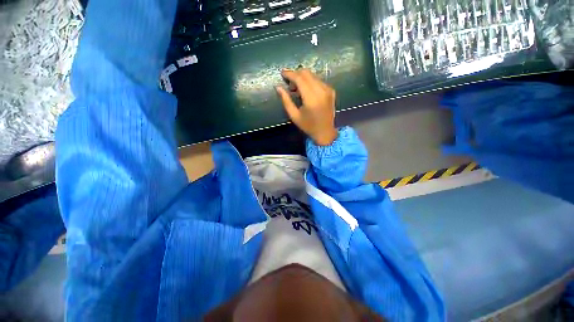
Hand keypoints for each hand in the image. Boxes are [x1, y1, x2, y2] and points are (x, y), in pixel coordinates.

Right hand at [276, 69, 337, 145]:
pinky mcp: (331, 91)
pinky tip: (306, 91)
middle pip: (307, 73)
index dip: (290, 74)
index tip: (282, 73)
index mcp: (311, 98)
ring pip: (313, 75)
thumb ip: (286, 101)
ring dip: (303, 78)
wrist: (325, 132)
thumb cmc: (308, 126)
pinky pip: (318, 80)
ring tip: (296, 89)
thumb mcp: (294, 116)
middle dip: (296, 74)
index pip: (300, 78)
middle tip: (289, 83)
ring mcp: (328, 89)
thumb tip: (278, 87)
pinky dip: (310, 82)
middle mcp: (321, 91)